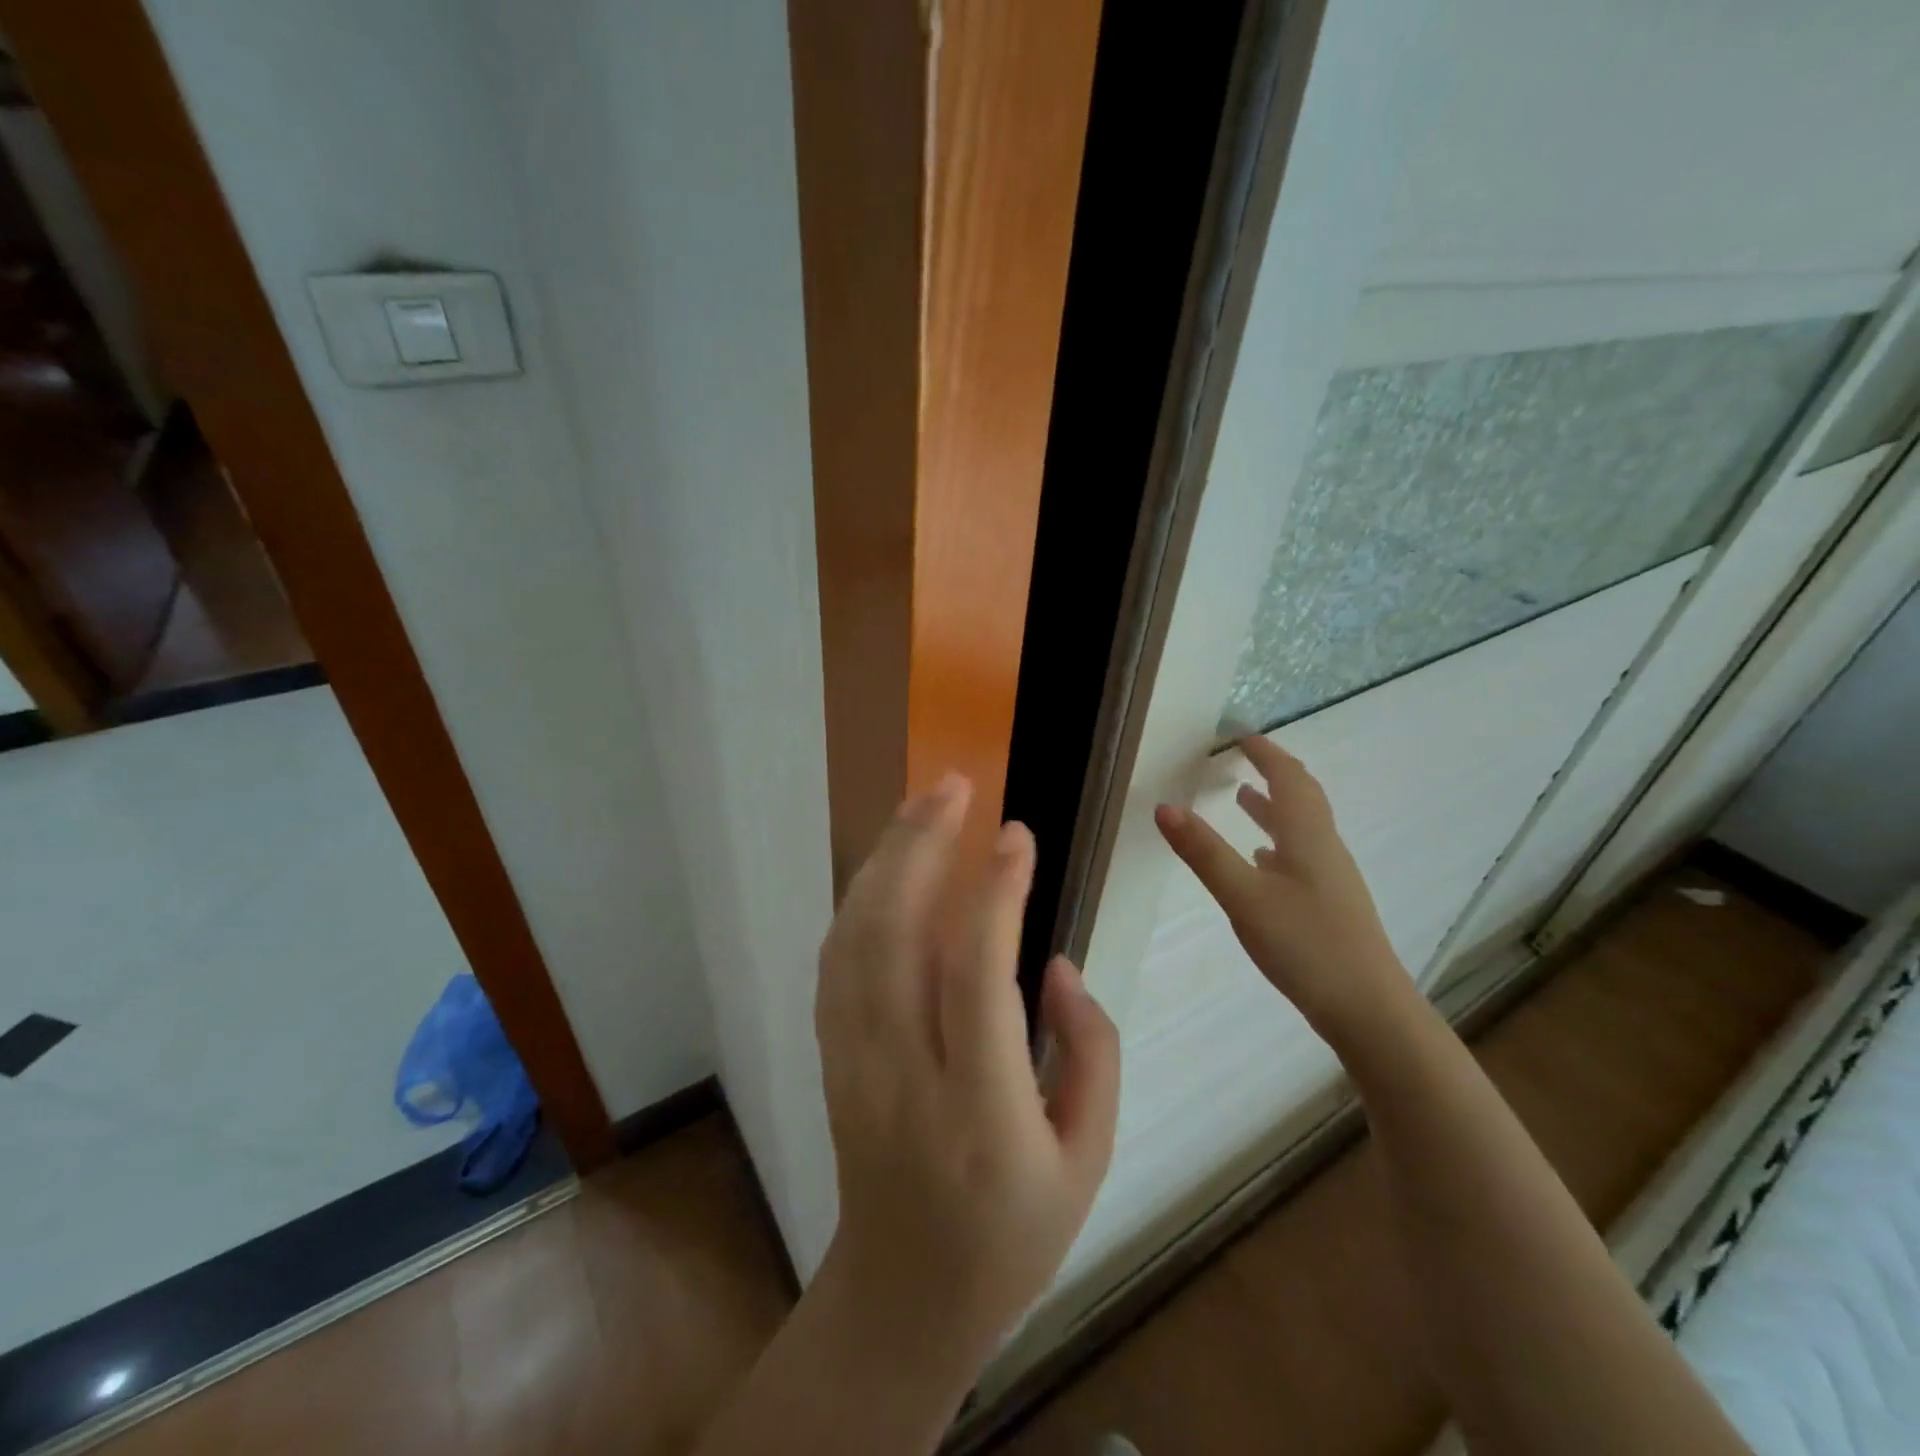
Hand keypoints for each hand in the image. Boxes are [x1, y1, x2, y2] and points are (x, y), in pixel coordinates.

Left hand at [812, 773, 1121, 1379]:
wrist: (903, 1296)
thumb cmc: (1014, 1235)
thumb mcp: (1090, 1157)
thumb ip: (1092, 1050)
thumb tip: (1055, 962)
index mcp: (982, 1114)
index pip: (977, 980)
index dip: (995, 896)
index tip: (1015, 835)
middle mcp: (904, 1080)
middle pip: (892, 940)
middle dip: (918, 847)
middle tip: (953, 786)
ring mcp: (853, 1066)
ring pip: (853, 940)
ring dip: (884, 860)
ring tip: (922, 806)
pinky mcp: (831, 1059)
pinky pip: (835, 962)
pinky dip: (858, 899)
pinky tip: (887, 865)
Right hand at [1153, 736, 1410, 1038]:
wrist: (1368, 1009)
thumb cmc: (1305, 944)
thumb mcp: (1243, 896)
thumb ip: (1204, 852)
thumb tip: (1164, 807)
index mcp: (1307, 836)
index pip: (1287, 778)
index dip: (1265, 753)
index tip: (1240, 735)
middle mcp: (1323, 848)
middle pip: (1302, 797)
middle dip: (1274, 772)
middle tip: (1244, 758)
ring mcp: (1331, 878)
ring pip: (1301, 828)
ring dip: (1274, 806)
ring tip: (1243, 799)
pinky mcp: (1330, 905)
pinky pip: (1301, 856)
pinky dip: (1277, 843)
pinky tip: (1262, 861)